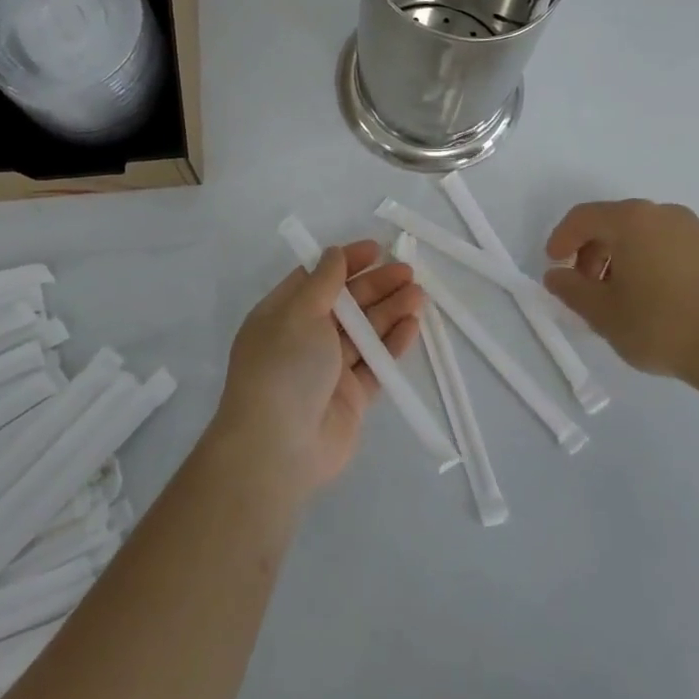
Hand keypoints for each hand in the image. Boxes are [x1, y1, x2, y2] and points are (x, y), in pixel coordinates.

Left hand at [211, 241, 423, 496]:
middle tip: (408, 272)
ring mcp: (328, 369)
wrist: (278, 448)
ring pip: (364, 332)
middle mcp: (304, 339)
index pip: (317, 279)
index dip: (346, 262)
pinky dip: (392, 344)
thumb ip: (323, 282)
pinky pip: (375, 363)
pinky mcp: (351, 397)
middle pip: (345, 304)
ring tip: (419, 295)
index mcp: (282, 315)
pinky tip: (413, 326)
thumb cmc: (284, 368)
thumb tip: (334, 253)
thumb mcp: (299, 313)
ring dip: (390, 311)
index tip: (376, 249)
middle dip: (376, 286)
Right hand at [543, 200, 698, 385]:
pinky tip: (649, 297)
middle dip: (590, 251)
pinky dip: (647, 261)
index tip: (554, 265)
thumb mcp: (603, 313)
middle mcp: (662, 213)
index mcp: (631, 220)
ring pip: (641, 234)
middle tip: (584, 287)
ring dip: (619, 258)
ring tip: (616, 297)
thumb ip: (572, 290)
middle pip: (613, 222)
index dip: (561, 239)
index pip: (583, 217)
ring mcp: (693, 230)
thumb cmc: (662, 325)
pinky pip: (665, 245)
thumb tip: (556, 276)